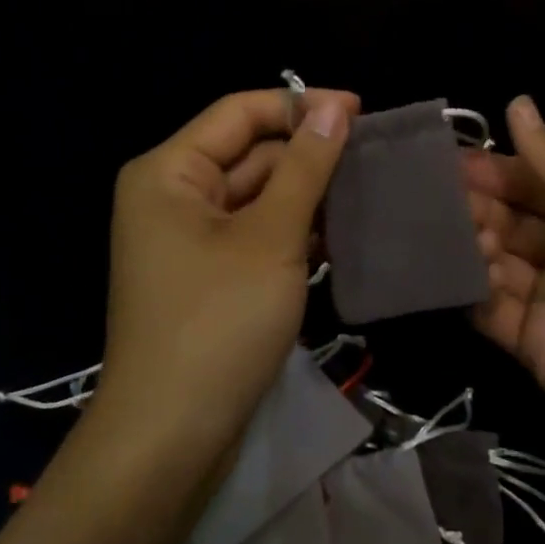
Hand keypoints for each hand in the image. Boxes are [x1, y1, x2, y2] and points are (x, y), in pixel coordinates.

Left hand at [95, 87, 358, 469]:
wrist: (171, 439)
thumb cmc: (217, 323)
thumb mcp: (271, 237)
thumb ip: (305, 166)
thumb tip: (335, 106)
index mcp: (169, 171)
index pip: (240, 113)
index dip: (301, 104)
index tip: (363, 110)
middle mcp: (172, 194)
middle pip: (249, 152)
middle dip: (309, 154)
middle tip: (375, 158)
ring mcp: (189, 238)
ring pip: (257, 195)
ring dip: (307, 194)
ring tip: (370, 192)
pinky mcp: (208, 274)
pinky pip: (255, 232)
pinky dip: (294, 231)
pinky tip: (342, 235)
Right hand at [465, 96, 544, 505]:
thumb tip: (517, 102)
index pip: (538, 183)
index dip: (498, 169)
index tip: (451, 159)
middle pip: (513, 221)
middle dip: (478, 205)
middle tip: (436, 195)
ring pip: (497, 262)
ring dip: (473, 244)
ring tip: (451, 232)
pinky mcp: (535, 349)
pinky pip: (492, 312)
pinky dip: (472, 291)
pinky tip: (457, 273)